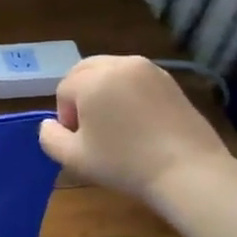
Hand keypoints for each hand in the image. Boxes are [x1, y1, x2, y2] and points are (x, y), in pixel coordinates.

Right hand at [37, 56, 231, 201]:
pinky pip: (136, 80)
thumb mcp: (73, 158)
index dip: (66, 116)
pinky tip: (138, 122)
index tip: (80, 140)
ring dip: (104, 92)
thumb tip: (50, 123)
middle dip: (81, 95)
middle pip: (85, 71)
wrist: (188, 171)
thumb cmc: (124, 163)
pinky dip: (128, 93)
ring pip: (111, 72)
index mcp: (92, 79)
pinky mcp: (170, 81)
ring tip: (115, 124)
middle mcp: (120, 64)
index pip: (64, 90)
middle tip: (91, 128)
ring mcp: (149, 70)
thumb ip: (49, 137)